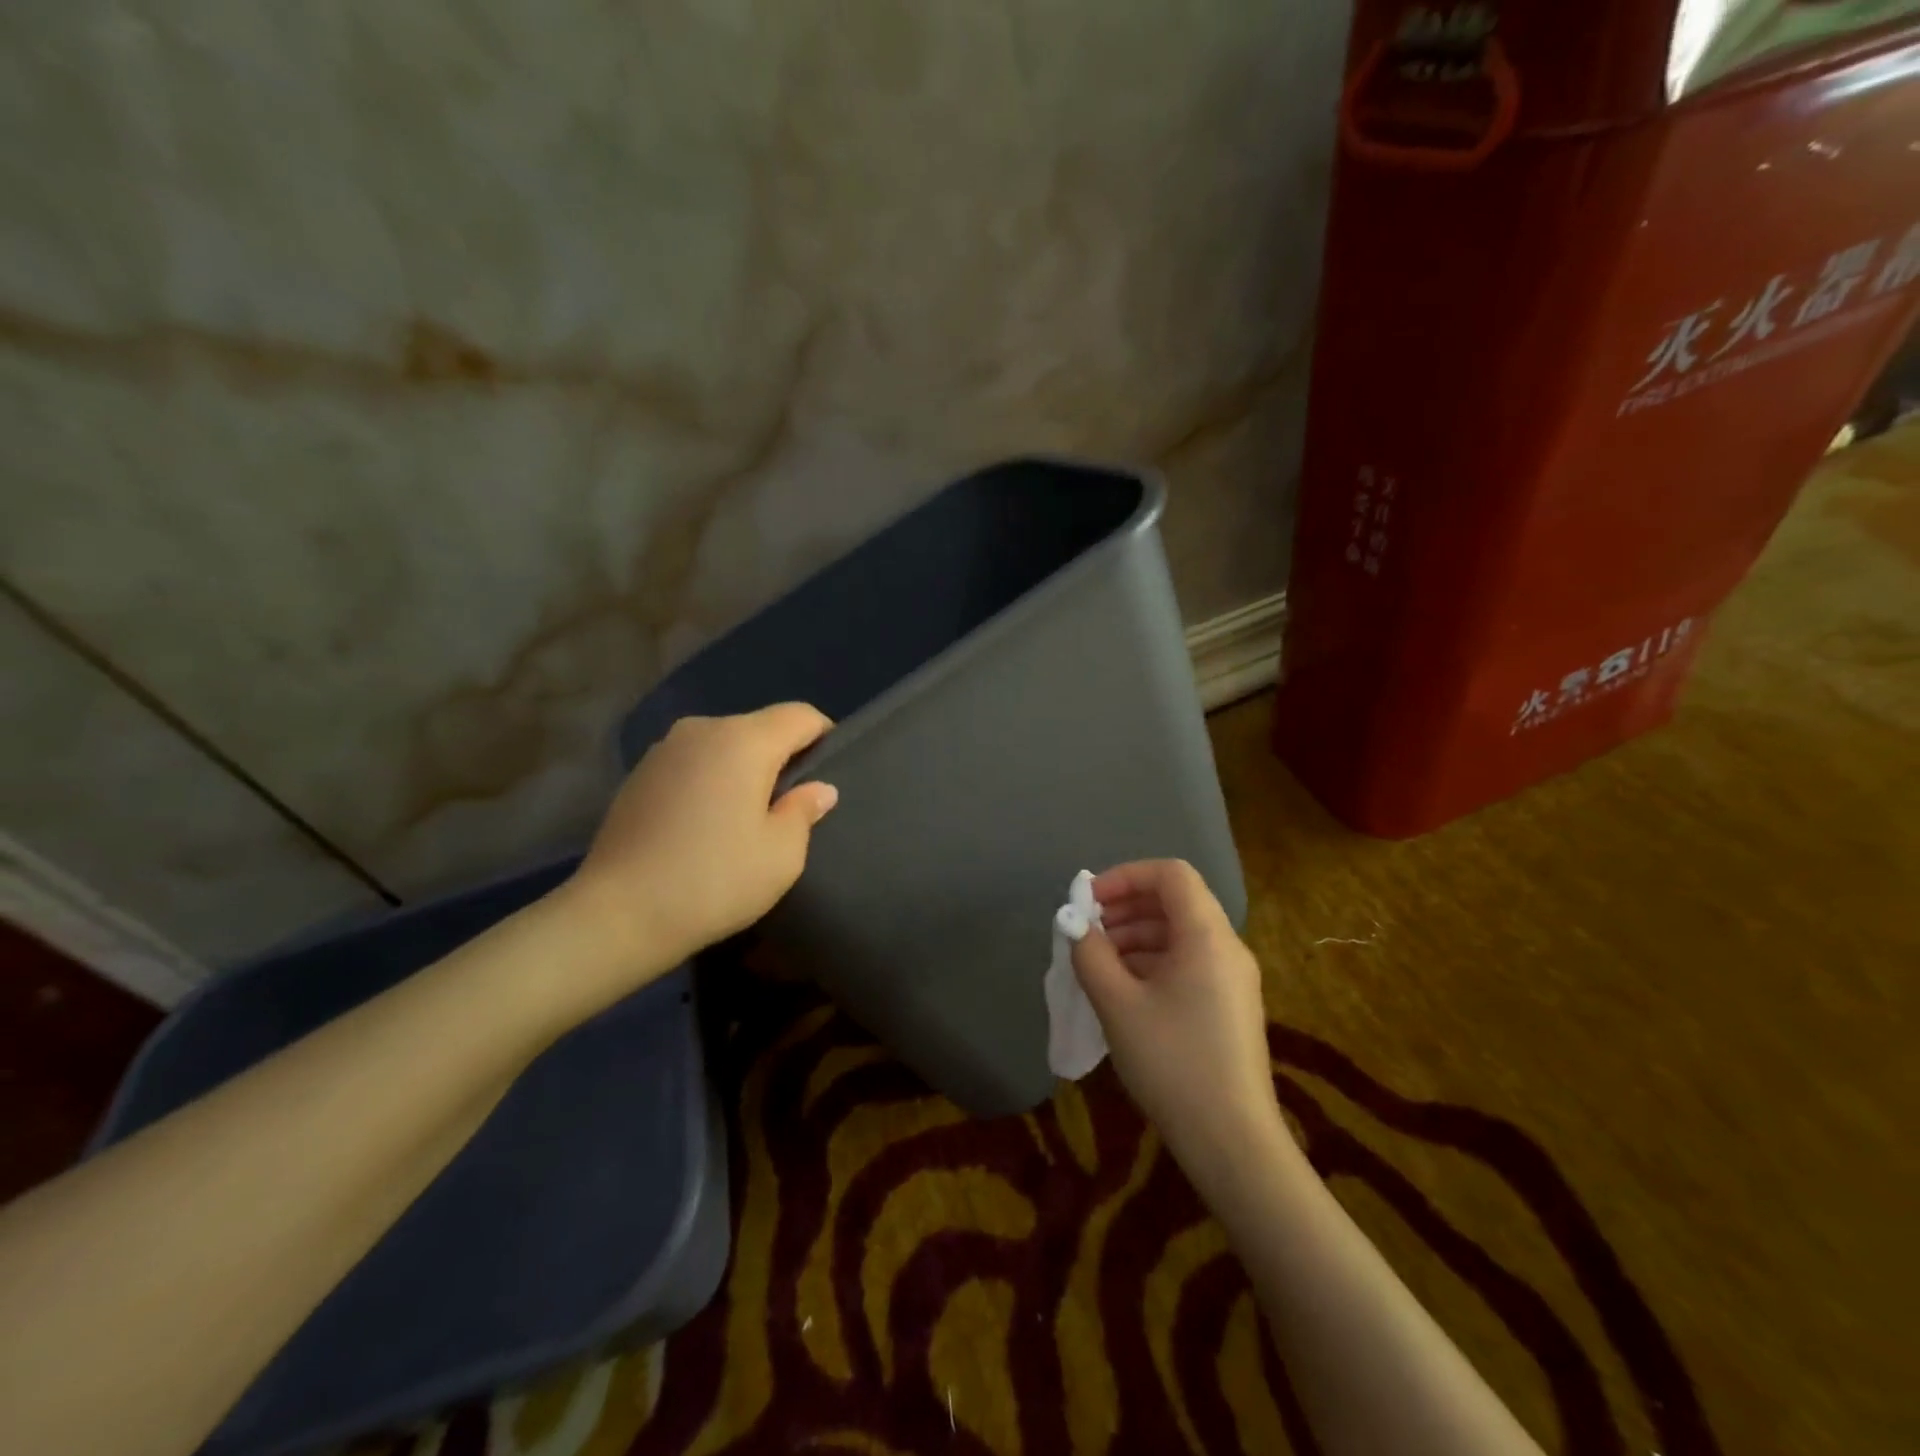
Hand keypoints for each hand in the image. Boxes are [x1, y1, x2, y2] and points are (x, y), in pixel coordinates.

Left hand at [562, 704, 838, 987]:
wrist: (617, 915)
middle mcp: (702, 730)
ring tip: (747, 816)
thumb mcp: (781, 854)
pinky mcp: (639, 774)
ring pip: (723, 745)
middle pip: (760, 727)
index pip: (799, 715)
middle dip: (782, 755)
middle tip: (792, 803)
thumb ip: (805, 810)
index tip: (831, 771)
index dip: (824, 735)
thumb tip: (819, 788)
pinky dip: (710, 781)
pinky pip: (693, 764)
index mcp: (743, 741)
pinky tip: (706, 824)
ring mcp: (664, 750)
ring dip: (743, 769)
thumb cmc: (714, 880)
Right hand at [1072, 860, 1290, 1183]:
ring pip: (1178, 933)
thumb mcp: (1118, 1004)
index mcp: (1207, 936)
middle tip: (1087, 933)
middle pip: (1175, 901)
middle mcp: (1226, 947)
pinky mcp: (1228, 1006)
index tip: (1089, 902)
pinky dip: (1151, 962)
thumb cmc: (1173, 1063)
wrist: (1232, 1144)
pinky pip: (1187, 963)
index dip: (1125, 876)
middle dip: (1125, 907)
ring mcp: (1231, 978)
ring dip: (1134, 936)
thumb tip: (1076, 925)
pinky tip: (1122, 991)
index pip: (1170, 874)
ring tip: (1097, 964)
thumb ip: (1090, 954)